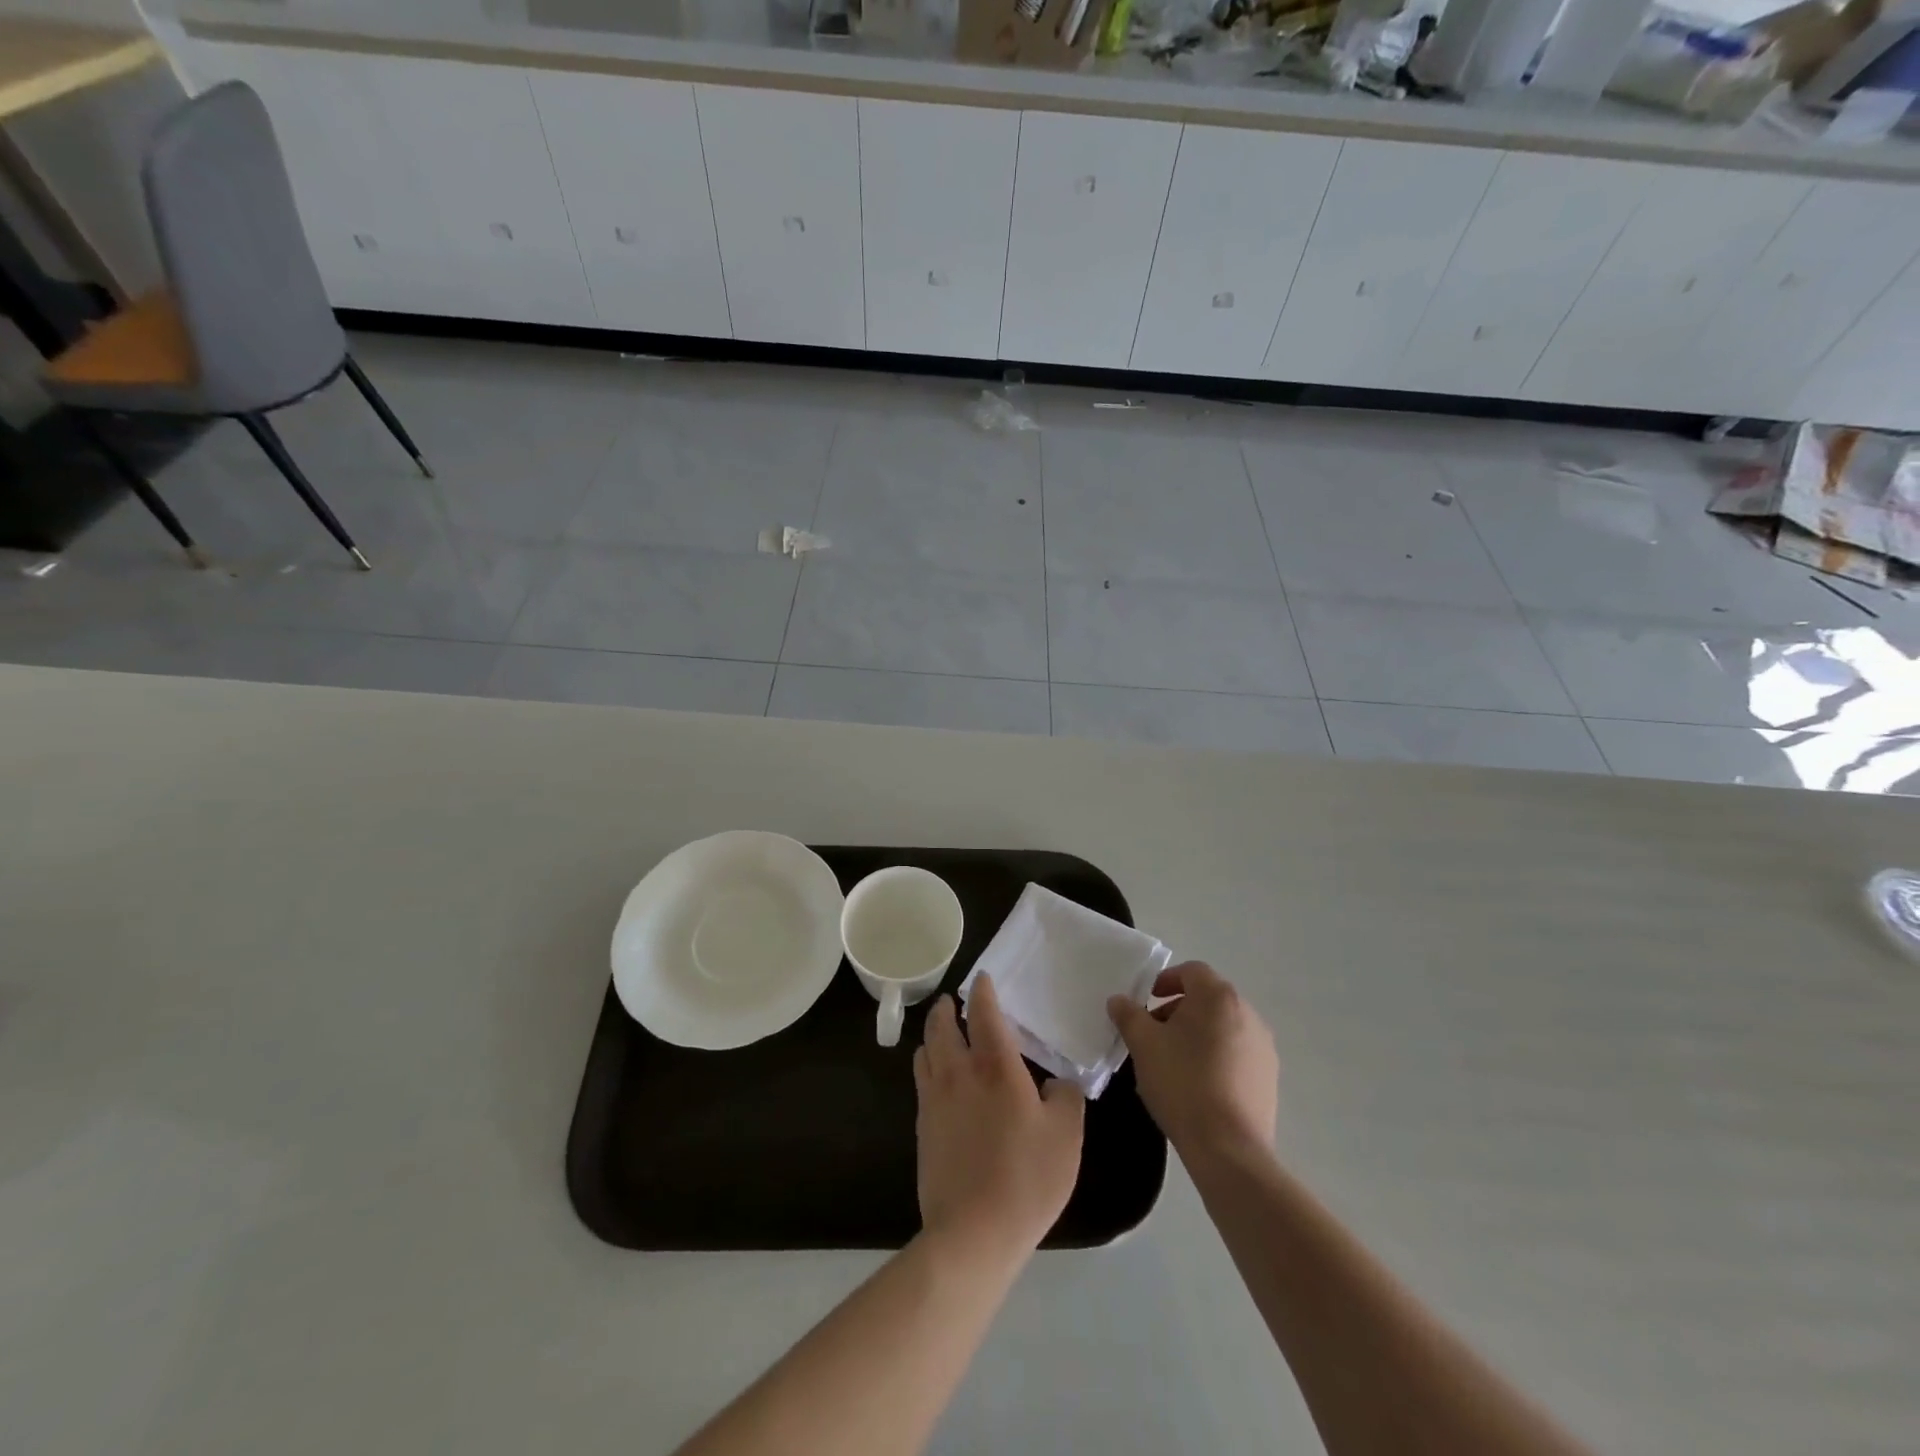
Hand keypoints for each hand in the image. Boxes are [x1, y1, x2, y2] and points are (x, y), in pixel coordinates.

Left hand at [914, 977, 1084, 1258]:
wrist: (973, 1232)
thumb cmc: (1026, 1178)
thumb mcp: (1066, 1136)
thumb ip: (1066, 1097)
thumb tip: (1055, 1082)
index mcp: (995, 1067)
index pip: (983, 1013)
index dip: (982, 991)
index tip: (982, 979)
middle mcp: (958, 1072)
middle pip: (942, 1026)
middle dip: (947, 1008)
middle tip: (954, 1002)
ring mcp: (934, 1099)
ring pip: (925, 1051)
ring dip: (934, 1035)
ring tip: (945, 1036)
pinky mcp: (922, 1126)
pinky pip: (921, 1081)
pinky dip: (929, 1066)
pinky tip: (942, 1081)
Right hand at [1107, 961, 1277, 1162]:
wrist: (1229, 1148)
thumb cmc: (1182, 1083)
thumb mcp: (1143, 1044)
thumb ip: (1129, 1015)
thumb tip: (1119, 1000)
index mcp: (1218, 997)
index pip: (1191, 971)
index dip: (1165, 981)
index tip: (1146, 1002)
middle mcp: (1247, 1013)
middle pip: (1208, 998)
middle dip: (1178, 1009)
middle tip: (1154, 1033)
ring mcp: (1263, 1047)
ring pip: (1223, 1026)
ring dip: (1197, 1033)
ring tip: (1173, 1061)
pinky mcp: (1269, 1078)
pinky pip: (1237, 1053)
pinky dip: (1216, 1056)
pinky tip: (1197, 1085)